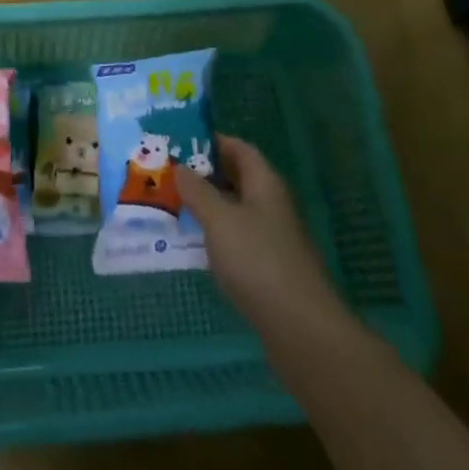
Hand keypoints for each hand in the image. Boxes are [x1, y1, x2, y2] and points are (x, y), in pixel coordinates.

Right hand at [176, 135, 339, 339]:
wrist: (300, 328)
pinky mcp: (268, 268)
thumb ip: (197, 191)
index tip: (179, 142)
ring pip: (235, 210)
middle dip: (205, 174)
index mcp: (265, 184)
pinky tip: (192, 244)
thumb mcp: (219, 219)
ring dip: (207, 206)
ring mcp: (272, 238)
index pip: (239, 149)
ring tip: (172, 205)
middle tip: (168, 174)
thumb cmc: (257, 260)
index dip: (212, 141)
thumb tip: (180, 167)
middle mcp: (271, 205)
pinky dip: (215, 235)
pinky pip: (237, 239)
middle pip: (237, 178)